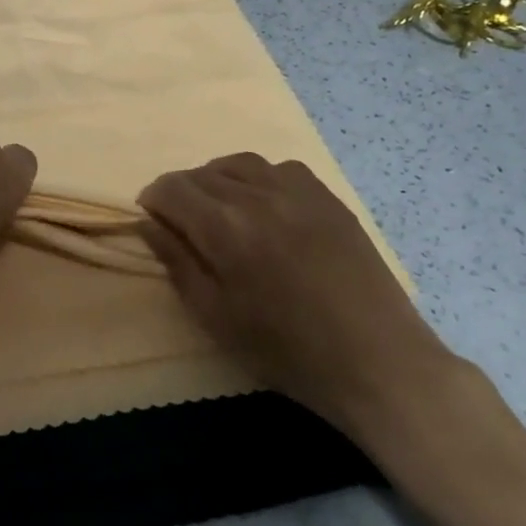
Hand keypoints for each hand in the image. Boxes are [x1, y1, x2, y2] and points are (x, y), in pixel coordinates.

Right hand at [138, 153, 452, 444]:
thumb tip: (147, 223)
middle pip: (202, 173)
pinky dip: (259, 179)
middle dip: (182, 192)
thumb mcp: (216, 316)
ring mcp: (298, 191)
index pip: (172, 188)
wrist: (377, 362)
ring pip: (239, 163)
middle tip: (183, 224)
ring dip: (217, 179)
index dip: (153, 200)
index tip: (153, 220)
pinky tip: (264, 206)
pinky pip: (280, 168)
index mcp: (225, 227)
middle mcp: (258, 195)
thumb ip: (177, 262)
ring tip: (220, 209)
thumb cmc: (287, 350)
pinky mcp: (328, 197)